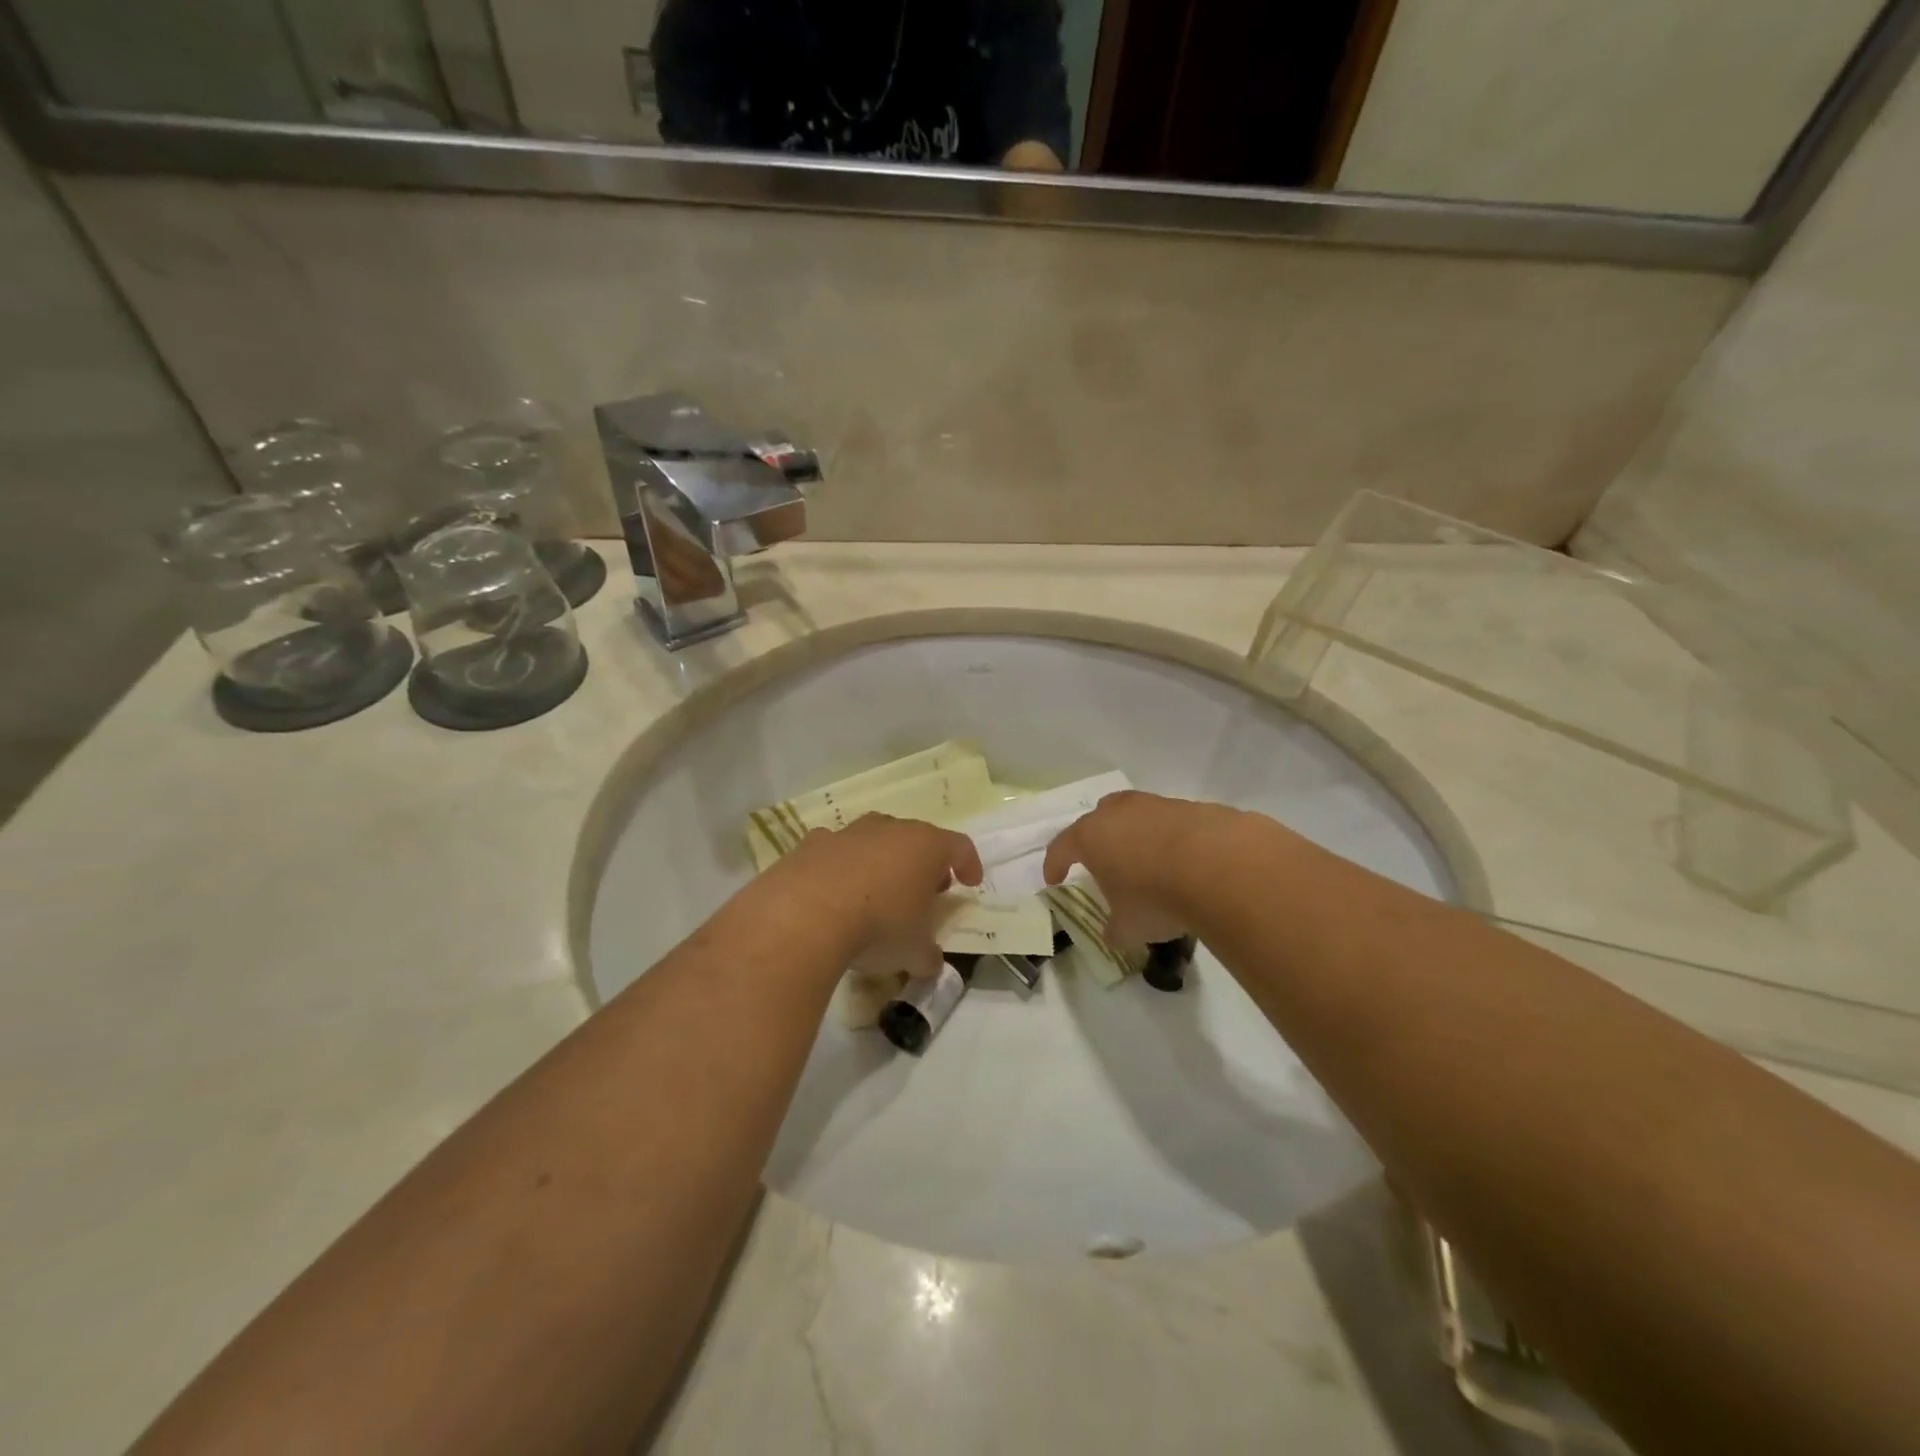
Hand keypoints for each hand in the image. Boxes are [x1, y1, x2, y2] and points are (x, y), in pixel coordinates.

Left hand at [758, 813, 982, 978]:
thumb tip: (930, 962)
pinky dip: (841, 867)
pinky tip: (833, 894)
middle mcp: (890, 829)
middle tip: (924, 892)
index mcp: (926, 846)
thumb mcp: (913, 952)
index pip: (960, 846)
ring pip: (874, 840)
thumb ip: (928, 955)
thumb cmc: (877, 927)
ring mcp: (849, 832)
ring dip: (881, 861)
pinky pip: (836, 852)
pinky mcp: (812, 843)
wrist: (804, 916)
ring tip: (877, 893)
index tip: (969, 884)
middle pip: (917, 839)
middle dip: (924, 863)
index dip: (969, 864)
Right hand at [1042, 791, 1238, 948]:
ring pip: (1137, 816)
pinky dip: (1171, 841)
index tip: (1054, 880)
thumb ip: (1115, 929)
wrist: (1219, 865)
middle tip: (1102, 860)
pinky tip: (1184, 864)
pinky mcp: (1192, 808)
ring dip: (1138, 837)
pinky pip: (1172, 823)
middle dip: (1097, 838)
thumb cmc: (1155, 896)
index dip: (1055, 864)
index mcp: (1091, 836)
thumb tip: (1114, 934)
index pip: (1061, 847)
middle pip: (1099, 817)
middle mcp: (1119, 813)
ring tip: (1148, 864)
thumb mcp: (1128, 927)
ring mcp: (1157, 806)